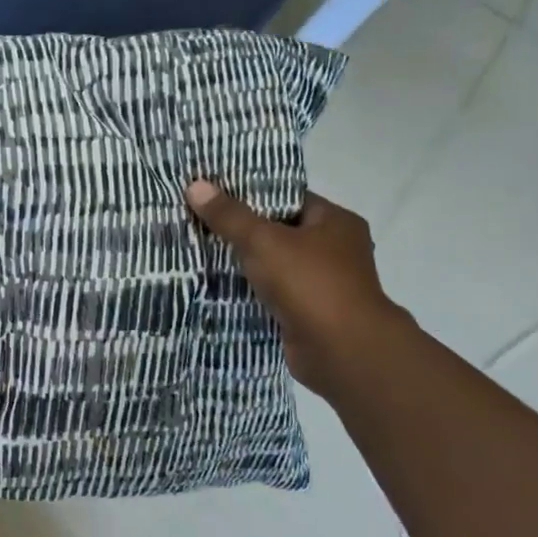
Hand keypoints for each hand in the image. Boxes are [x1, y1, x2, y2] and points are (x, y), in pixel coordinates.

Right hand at [185, 181, 409, 395]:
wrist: (342, 351)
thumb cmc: (310, 283)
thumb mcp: (263, 241)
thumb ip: (229, 216)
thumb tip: (195, 185)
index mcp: (335, 222)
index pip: (288, 198)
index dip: (251, 194)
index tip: (213, 194)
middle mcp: (335, 250)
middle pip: (279, 231)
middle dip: (241, 230)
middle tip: (199, 222)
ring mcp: (324, 284)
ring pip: (274, 265)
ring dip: (244, 264)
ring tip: (200, 252)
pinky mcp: (309, 313)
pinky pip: (272, 294)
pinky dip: (250, 292)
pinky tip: (217, 287)